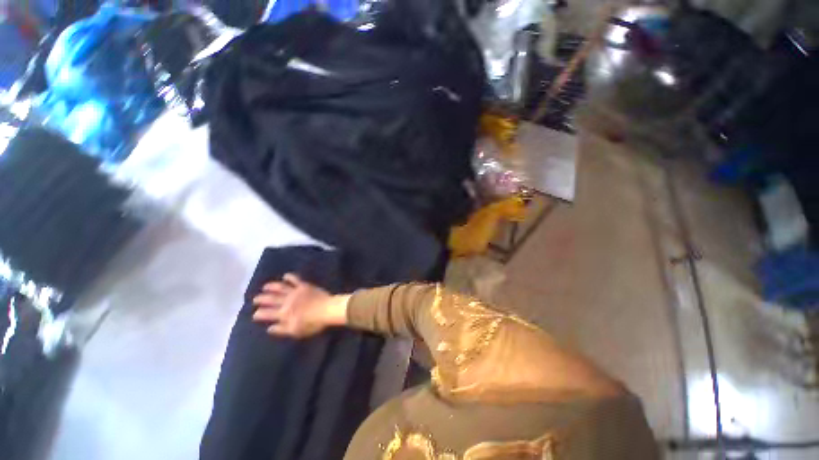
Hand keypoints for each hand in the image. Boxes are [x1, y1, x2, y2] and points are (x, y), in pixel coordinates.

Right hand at [252, 273, 348, 338]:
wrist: (327, 309)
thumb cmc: (313, 323)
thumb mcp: (296, 331)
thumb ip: (281, 329)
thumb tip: (269, 328)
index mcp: (284, 314)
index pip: (268, 314)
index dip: (260, 314)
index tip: (254, 314)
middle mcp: (286, 301)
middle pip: (271, 299)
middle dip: (262, 299)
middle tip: (255, 299)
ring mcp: (295, 292)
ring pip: (280, 288)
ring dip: (271, 286)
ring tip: (265, 286)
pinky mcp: (304, 286)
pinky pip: (295, 279)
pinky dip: (290, 277)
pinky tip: (285, 275)